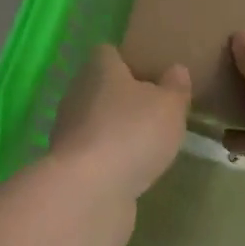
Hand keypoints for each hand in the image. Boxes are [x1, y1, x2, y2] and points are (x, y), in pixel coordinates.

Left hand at [49, 46, 190, 213]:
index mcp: (98, 68)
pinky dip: (110, 160)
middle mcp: (77, 93)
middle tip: (154, 110)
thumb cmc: (131, 133)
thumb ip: (175, 87)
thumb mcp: (169, 106)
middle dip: (124, 98)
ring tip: (146, 144)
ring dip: (116, 131)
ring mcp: (69, 131)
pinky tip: (131, 171)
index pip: (109, 53)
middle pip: (102, 87)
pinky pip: (94, 154)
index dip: (129, 61)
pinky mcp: (68, 166)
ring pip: (96, 121)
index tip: (151, 74)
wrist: (88, 193)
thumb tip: (176, 69)